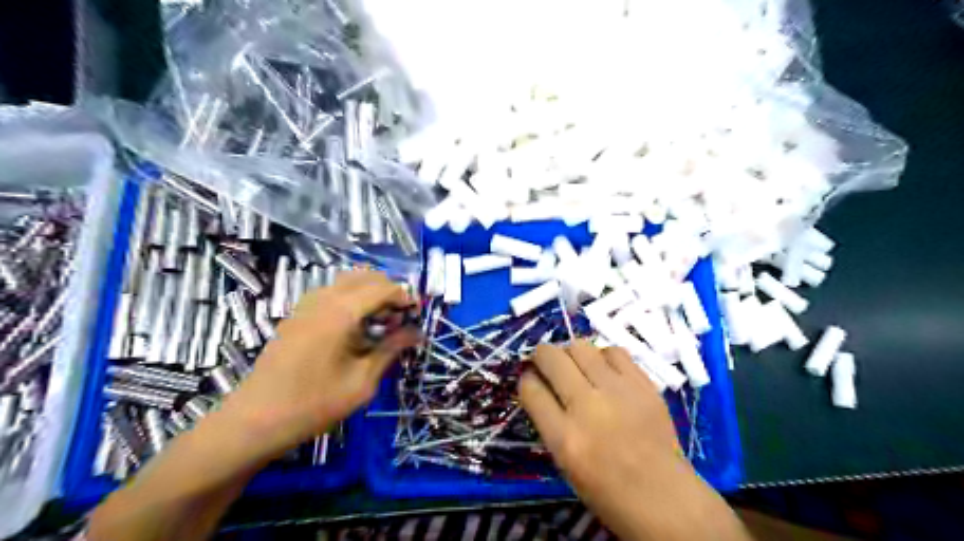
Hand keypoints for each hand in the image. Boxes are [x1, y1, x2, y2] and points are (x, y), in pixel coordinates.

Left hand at [220, 269, 420, 458]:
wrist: (255, 420)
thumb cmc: (314, 404)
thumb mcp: (362, 382)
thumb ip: (390, 350)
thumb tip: (416, 333)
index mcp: (341, 312)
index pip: (382, 288)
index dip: (405, 297)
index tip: (417, 315)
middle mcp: (323, 299)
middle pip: (365, 276)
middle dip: (388, 291)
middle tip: (400, 319)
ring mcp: (306, 305)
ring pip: (346, 281)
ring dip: (369, 292)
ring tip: (379, 322)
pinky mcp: (296, 315)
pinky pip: (331, 293)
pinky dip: (351, 298)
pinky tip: (354, 327)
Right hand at [521, 343, 752, 540]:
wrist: (665, 498)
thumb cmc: (608, 491)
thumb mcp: (565, 462)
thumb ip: (549, 421)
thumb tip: (539, 384)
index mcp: (565, 439)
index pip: (530, 389)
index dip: (526, 379)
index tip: (530, 378)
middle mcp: (588, 407)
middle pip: (551, 357)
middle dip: (541, 355)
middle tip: (546, 363)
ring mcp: (618, 392)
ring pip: (580, 346)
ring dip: (571, 353)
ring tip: (577, 365)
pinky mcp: (643, 385)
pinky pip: (614, 351)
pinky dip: (603, 356)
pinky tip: (605, 370)